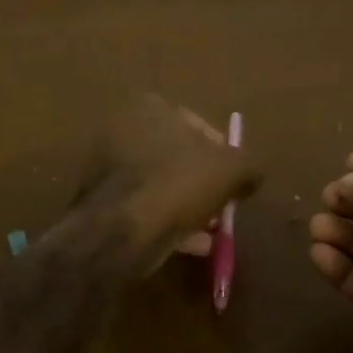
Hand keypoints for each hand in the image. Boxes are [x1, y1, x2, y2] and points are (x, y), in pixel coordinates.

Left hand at [75, 96, 259, 270]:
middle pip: (178, 157)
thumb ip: (248, 166)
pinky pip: (144, 207)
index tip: (234, 181)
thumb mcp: (231, 170)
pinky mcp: (100, 201)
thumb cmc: (177, 184)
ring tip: (210, 231)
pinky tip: (191, 245)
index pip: (198, 126)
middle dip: (203, 182)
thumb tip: (251, 176)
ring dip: (187, 205)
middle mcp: (122, 129)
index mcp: (149, 107)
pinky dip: (167, 221)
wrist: (120, 231)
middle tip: (223, 207)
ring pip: (161, 184)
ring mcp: (106, 166)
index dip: (223, 154)